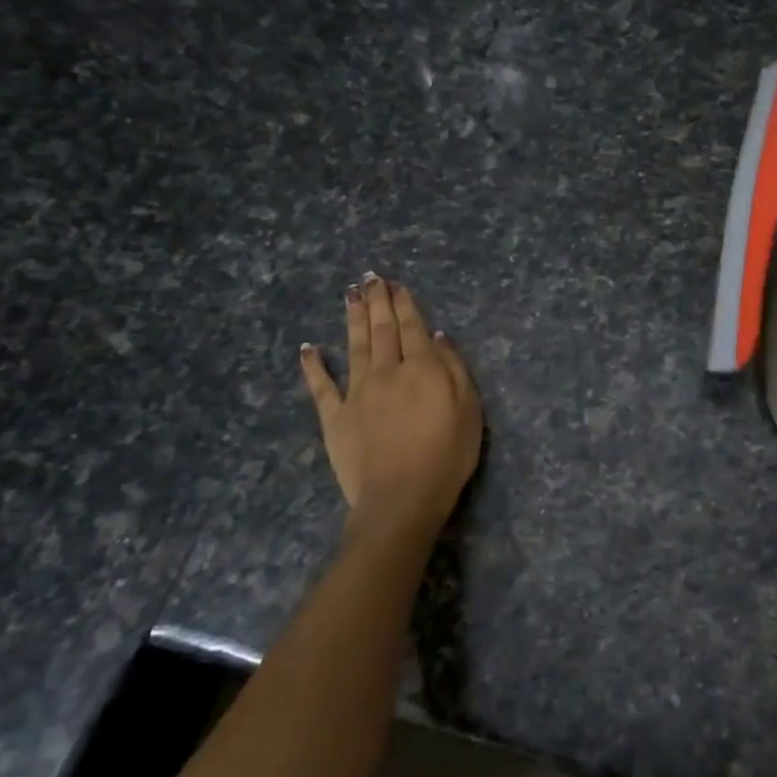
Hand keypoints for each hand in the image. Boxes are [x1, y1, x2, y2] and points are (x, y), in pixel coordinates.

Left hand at [300, 275, 482, 547]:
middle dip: (377, 302)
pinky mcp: (335, 417)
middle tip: (371, 278)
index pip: (413, 328)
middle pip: (382, 330)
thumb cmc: (446, 456)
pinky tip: (307, 347)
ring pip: (354, 347)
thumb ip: (454, 369)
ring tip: (350, 294)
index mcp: (421, 368)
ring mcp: (357, 393)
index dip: (405, 304)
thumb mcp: (469, 410)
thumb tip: (438, 337)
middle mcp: (387, 371)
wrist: (401, 498)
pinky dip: (313, 366)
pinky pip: (321, 387)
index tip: (397, 285)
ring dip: (352, 318)